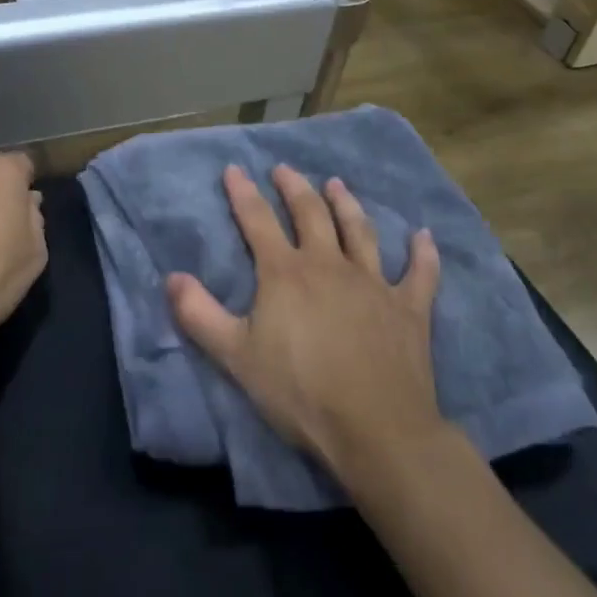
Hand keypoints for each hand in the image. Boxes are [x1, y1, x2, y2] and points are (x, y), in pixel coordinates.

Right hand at [167, 164, 443, 477]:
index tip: (234, 169)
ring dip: (347, 205)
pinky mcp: (409, 308)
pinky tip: (424, 236)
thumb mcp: (235, 356)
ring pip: (359, 231)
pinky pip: (419, 273)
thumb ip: (199, 315)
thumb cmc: (300, 392)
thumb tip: (172, 277)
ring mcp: (373, 283)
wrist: (376, 428)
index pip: (258, 222)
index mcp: (286, 274)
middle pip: (310, 214)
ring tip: (336, 184)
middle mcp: (329, 265)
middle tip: (284, 169)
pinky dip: (423, 253)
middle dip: (294, 188)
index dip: (243, 194)